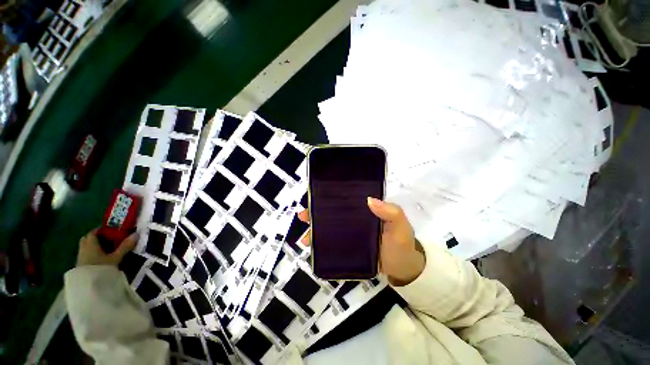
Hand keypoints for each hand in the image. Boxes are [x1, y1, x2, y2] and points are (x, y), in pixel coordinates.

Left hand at [77, 229, 137, 266]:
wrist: (88, 287)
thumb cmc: (102, 268)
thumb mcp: (116, 257)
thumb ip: (125, 246)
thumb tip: (136, 234)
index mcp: (90, 244)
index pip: (93, 232)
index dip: (101, 229)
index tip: (111, 230)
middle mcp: (83, 248)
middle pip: (88, 239)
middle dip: (96, 238)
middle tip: (109, 239)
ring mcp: (80, 258)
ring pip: (86, 248)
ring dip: (94, 247)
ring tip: (106, 249)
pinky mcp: (81, 266)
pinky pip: (86, 256)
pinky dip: (92, 255)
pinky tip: (100, 259)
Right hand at [298, 198, 424, 285]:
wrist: (403, 269)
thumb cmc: (402, 244)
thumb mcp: (400, 225)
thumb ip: (391, 212)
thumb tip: (369, 199)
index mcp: (364, 209)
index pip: (345, 199)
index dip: (330, 197)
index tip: (316, 197)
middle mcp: (354, 219)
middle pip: (332, 213)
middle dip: (316, 212)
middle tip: (304, 215)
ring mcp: (349, 234)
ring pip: (328, 228)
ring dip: (314, 230)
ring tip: (305, 236)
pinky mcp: (347, 247)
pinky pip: (331, 243)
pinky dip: (320, 245)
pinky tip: (311, 248)